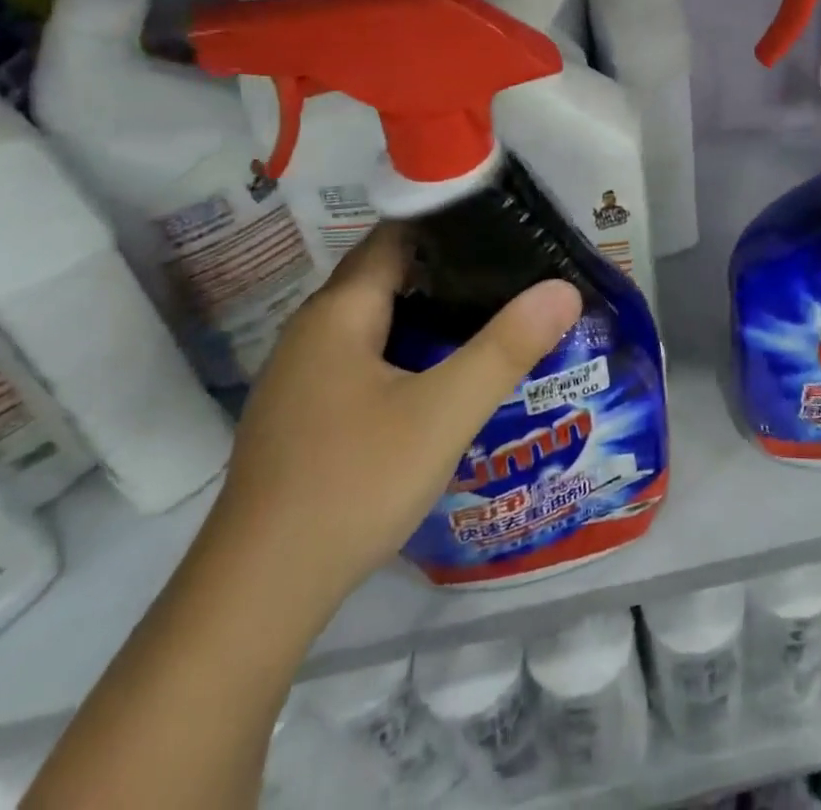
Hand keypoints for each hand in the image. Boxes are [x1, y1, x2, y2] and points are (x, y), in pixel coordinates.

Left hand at [207, 225, 582, 610]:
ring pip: (376, 321)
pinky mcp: (303, 414)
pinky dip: (406, 351)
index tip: (506, 226)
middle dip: (450, 270)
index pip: (397, 235)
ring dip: (429, 313)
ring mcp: (302, 375)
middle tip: (514, 274)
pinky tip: (442, 378)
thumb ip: (506, 347)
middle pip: (388, 276)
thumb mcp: (443, 413)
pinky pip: (363, 357)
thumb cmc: (352, 484)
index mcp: (339, 311)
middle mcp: (312, 330)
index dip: (450, 222)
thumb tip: (563, 289)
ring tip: (492, 317)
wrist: (256, 597)